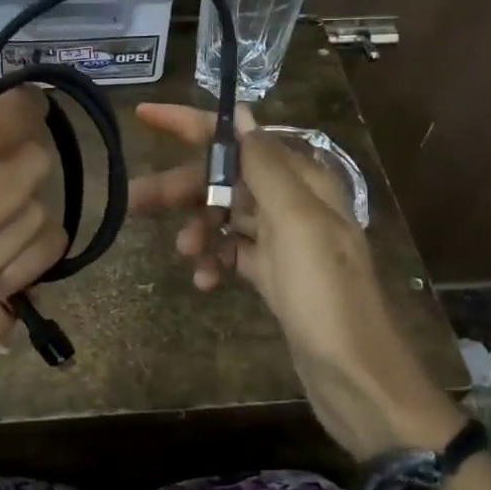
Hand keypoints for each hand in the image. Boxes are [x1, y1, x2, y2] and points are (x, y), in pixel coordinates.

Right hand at [131, 102, 462, 460]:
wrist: (354, 373)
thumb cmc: (325, 292)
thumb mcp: (297, 220)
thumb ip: (266, 166)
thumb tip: (242, 116)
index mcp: (303, 180)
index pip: (240, 137)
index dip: (192, 124)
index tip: (145, 116)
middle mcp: (293, 203)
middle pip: (226, 179)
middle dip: (184, 188)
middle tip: (136, 199)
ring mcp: (285, 241)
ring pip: (226, 217)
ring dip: (199, 229)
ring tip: (185, 254)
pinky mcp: (276, 275)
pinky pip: (234, 254)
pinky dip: (216, 262)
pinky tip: (204, 282)